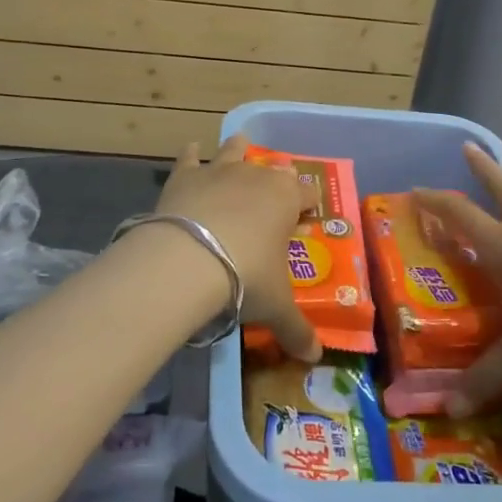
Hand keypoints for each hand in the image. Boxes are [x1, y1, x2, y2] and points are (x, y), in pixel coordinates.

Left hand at [157, 135, 319, 361]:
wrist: (190, 259)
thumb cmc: (246, 276)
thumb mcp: (276, 307)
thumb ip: (296, 330)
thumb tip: (315, 357)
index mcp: (287, 199)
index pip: (307, 193)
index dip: (310, 202)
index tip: (309, 212)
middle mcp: (257, 176)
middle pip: (273, 169)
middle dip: (277, 177)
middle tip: (275, 189)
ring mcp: (220, 171)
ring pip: (234, 151)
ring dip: (238, 149)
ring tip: (241, 144)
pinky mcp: (186, 176)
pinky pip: (190, 158)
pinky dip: (190, 154)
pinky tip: (190, 148)